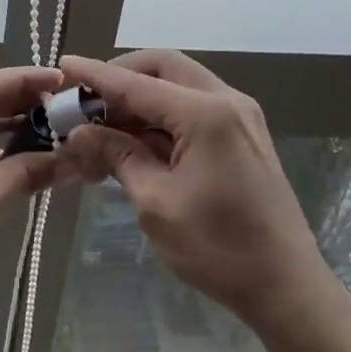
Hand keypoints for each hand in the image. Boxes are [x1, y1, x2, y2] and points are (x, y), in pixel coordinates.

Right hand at [59, 51, 339, 334]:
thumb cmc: (218, 248)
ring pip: (180, 84)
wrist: (286, 286)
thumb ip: (118, 156)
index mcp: (206, 114)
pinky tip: (136, 139)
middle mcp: (227, 101)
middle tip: (87, 99)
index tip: (64, 65)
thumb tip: (80, 133)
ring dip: (141, 96)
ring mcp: (240, 116)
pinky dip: (162, 114)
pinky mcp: (243, 135)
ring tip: (104, 123)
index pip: (137, 84)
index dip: (96, 75)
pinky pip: (194, 106)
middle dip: (122, 76)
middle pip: (164, 67)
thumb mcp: (156, 203)